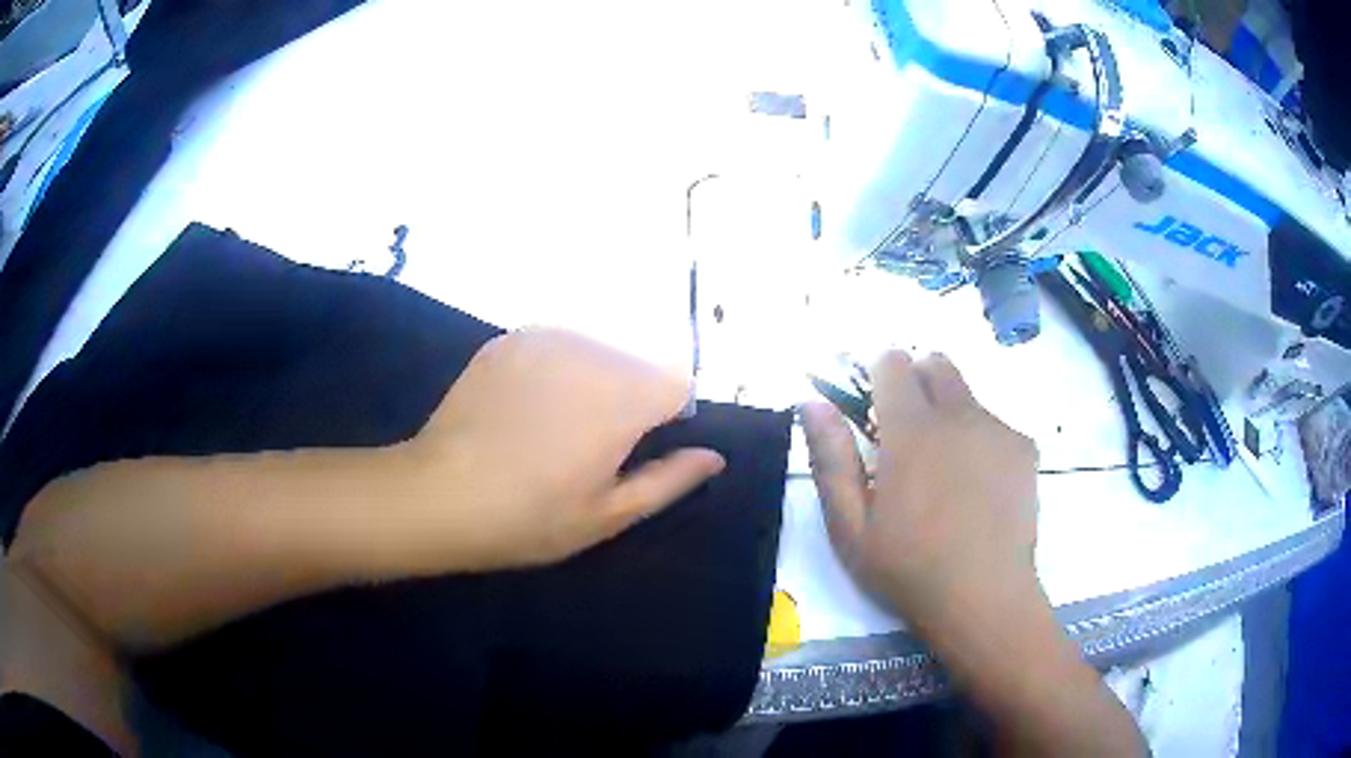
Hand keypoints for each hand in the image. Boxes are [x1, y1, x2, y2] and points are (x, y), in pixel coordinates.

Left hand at [392, 328, 724, 571]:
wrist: (439, 493)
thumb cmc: (529, 517)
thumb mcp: (608, 515)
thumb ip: (669, 481)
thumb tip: (714, 456)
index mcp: (625, 396)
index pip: (680, 384)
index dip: (668, 418)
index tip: (637, 448)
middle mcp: (592, 351)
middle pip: (638, 364)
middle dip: (629, 397)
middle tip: (589, 446)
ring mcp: (546, 337)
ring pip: (598, 351)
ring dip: (592, 380)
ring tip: (553, 426)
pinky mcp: (509, 338)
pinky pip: (555, 346)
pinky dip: (554, 370)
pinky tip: (522, 407)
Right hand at [801, 351, 1039, 636]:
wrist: (985, 599)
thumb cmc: (908, 570)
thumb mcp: (850, 527)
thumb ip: (831, 459)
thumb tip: (812, 402)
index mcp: (911, 431)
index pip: (893, 363)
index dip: (879, 374)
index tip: (875, 406)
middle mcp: (959, 416)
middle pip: (937, 364)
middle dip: (918, 381)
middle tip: (909, 434)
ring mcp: (998, 430)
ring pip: (968, 396)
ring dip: (950, 415)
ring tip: (948, 474)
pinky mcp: (1025, 449)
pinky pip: (995, 425)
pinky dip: (981, 441)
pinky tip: (980, 489)